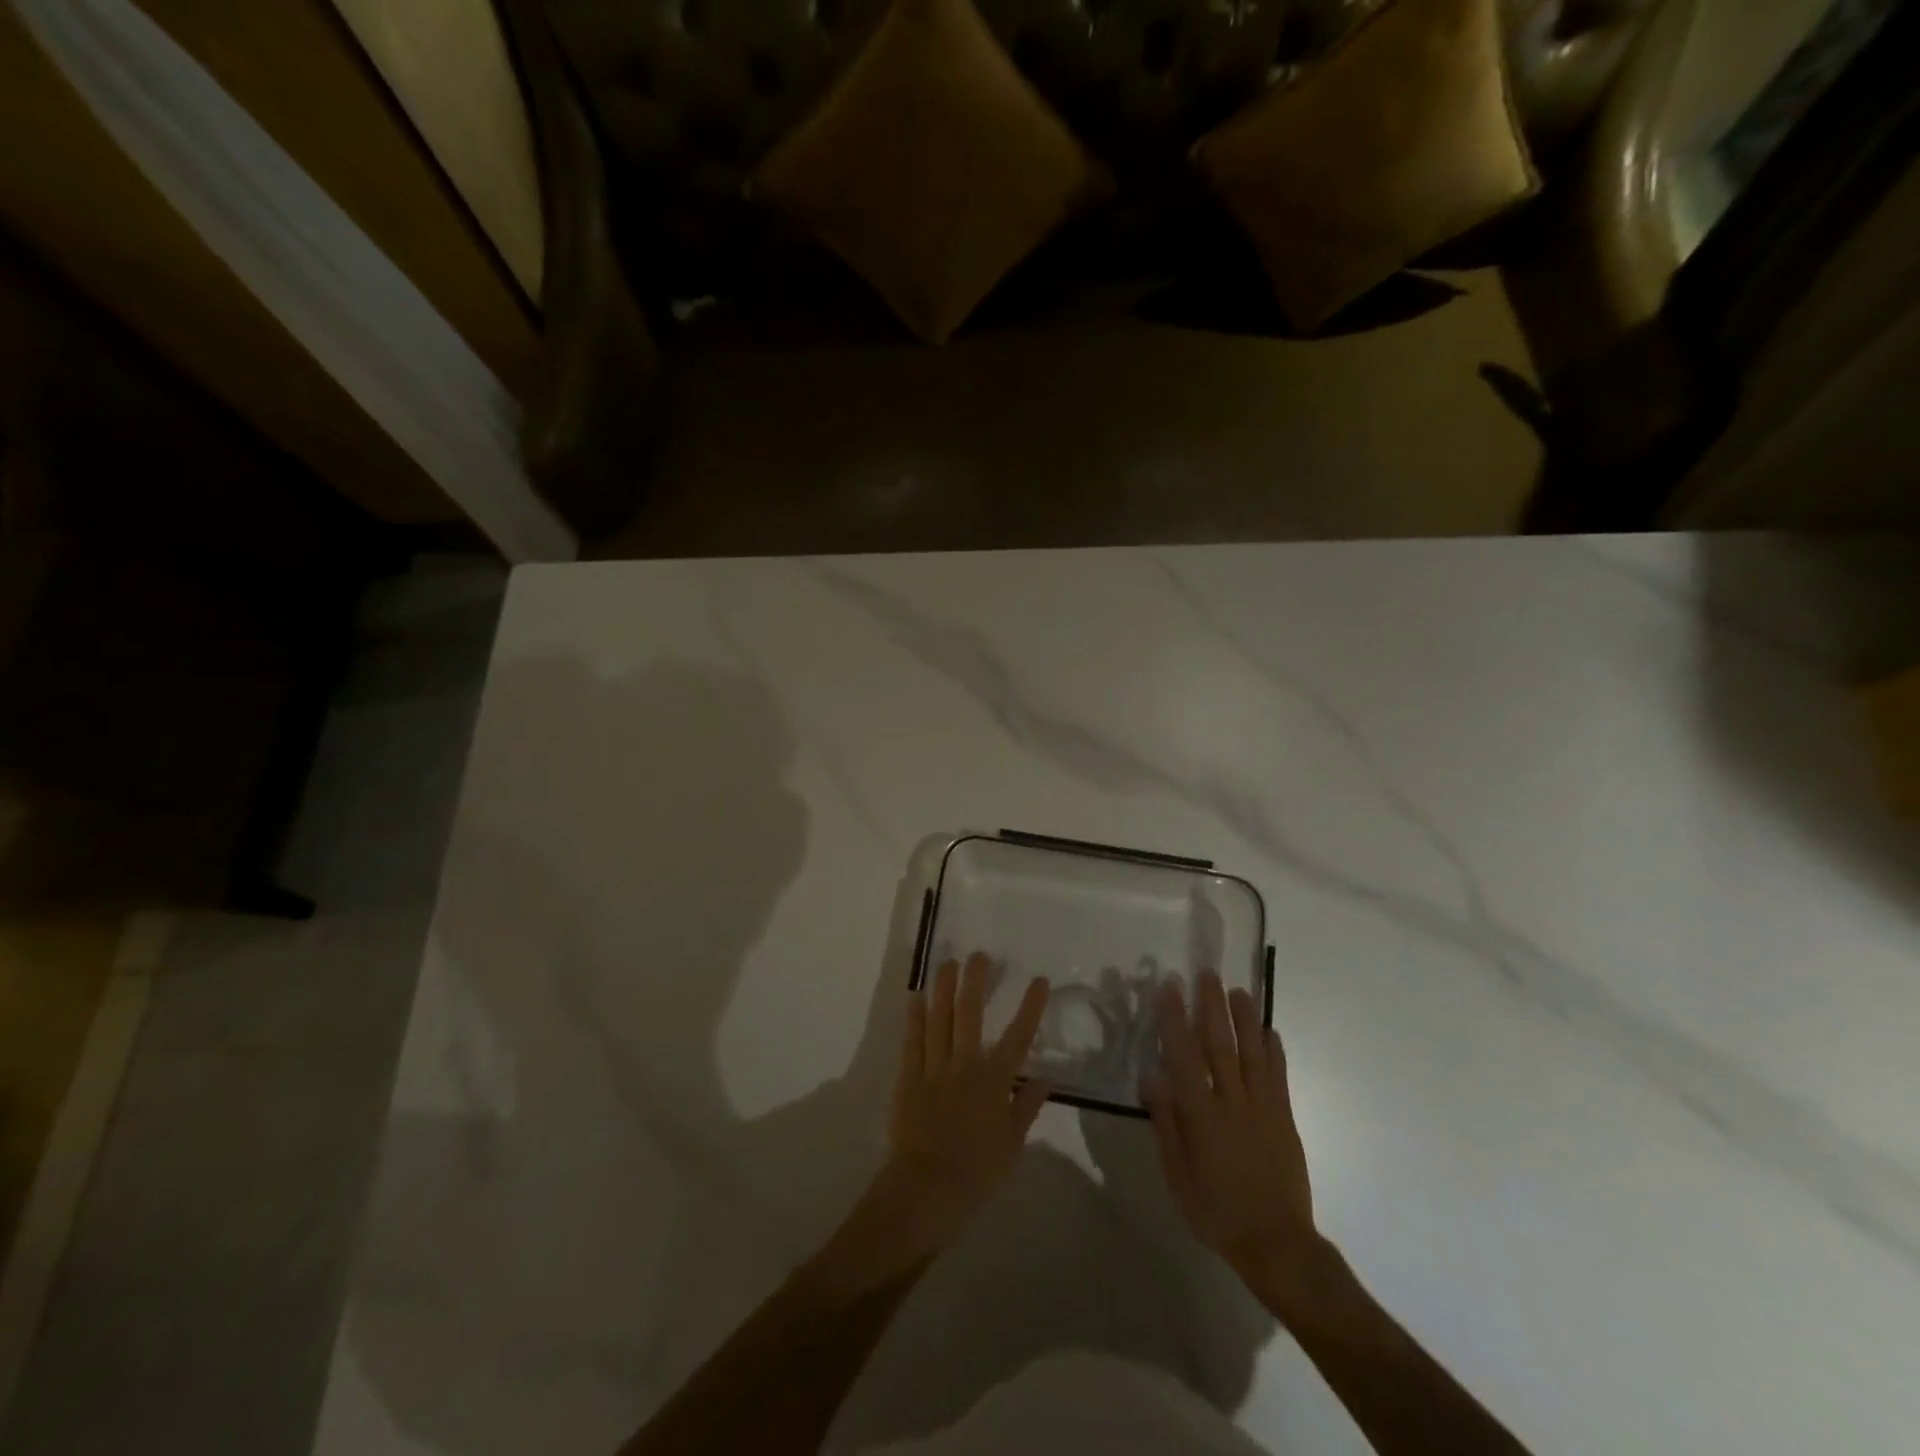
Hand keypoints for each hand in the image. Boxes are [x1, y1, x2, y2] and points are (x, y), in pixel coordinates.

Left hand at [829, 955, 1049, 1284]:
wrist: (927, 1189)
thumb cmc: (977, 1171)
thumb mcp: (1012, 1144)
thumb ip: (1026, 1106)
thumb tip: (1045, 1078)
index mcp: (994, 1080)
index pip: (1018, 1035)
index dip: (1030, 1006)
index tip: (1039, 980)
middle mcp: (965, 1064)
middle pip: (971, 1013)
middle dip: (976, 981)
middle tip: (979, 955)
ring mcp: (934, 1067)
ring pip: (939, 1018)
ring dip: (944, 988)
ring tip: (948, 963)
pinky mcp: (909, 1076)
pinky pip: (913, 1040)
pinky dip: (915, 1017)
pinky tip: (917, 996)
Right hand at [1146, 970, 1317, 1286]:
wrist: (1277, 1244)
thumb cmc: (1216, 1212)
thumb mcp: (1178, 1176)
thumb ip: (1166, 1123)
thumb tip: (1152, 1076)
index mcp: (1201, 1116)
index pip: (1184, 1056)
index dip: (1174, 1020)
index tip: (1169, 989)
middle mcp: (1232, 1102)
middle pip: (1220, 1045)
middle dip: (1211, 1006)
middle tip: (1206, 973)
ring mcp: (1263, 1108)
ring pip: (1252, 1053)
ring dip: (1245, 1019)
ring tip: (1238, 990)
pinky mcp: (1284, 1118)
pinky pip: (1278, 1076)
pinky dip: (1274, 1050)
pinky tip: (1269, 1030)